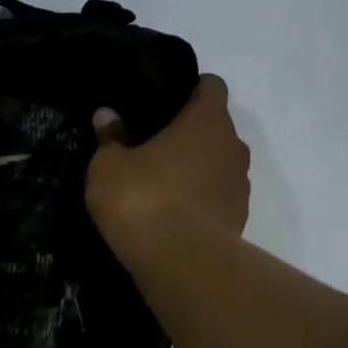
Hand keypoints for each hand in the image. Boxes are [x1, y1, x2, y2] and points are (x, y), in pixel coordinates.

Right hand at [86, 75, 250, 242]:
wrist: (180, 260)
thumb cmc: (142, 198)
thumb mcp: (108, 166)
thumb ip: (110, 137)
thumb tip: (107, 115)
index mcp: (206, 121)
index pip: (211, 86)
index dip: (190, 89)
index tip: (165, 102)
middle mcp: (232, 146)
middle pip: (215, 128)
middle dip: (188, 134)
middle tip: (152, 146)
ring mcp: (240, 185)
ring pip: (218, 164)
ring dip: (195, 169)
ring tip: (160, 184)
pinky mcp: (238, 218)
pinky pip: (216, 197)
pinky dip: (198, 200)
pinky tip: (171, 214)